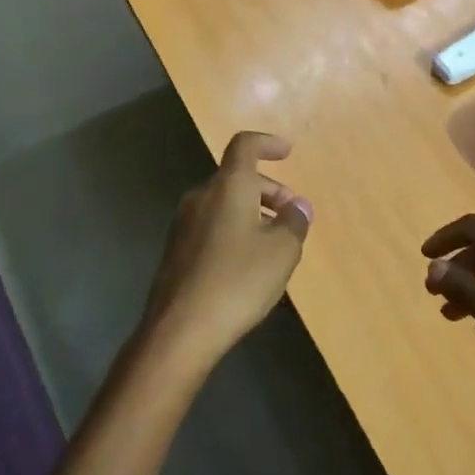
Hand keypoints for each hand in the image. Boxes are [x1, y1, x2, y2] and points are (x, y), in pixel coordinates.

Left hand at [143, 132, 312, 367]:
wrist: (179, 331)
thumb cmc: (237, 281)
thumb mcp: (282, 251)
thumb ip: (294, 222)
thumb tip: (298, 206)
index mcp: (228, 187)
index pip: (245, 146)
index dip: (267, 143)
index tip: (287, 153)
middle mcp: (201, 197)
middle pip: (236, 177)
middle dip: (268, 189)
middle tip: (291, 214)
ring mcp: (183, 224)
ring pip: (224, 203)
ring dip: (252, 212)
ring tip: (274, 243)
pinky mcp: (176, 251)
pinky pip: (211, 225)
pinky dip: (234, 229)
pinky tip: (247, 264)